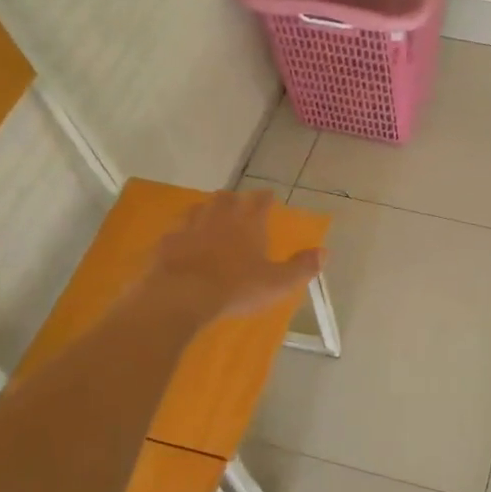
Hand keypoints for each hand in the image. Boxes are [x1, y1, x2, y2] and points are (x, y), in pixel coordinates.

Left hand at [151, 189, 323, 322]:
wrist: (181, 295)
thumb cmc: (236, 288)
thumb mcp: (278, 282)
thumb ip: (301, 267)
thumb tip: (324, 252)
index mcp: (248, 223)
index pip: (260, 201)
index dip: (266, 198)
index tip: (269, 196)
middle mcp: (219, 217)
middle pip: (226, 198)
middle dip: (234, 199)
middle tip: (238, 204)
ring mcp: (189, 227)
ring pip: (198, 209)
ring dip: (206, 210)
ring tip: (210, 216)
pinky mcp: (166, 243)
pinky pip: (175, 231)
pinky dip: (182, 233)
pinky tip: (181, 241)